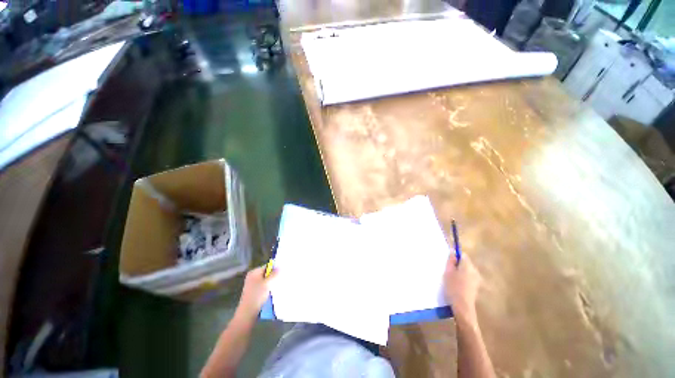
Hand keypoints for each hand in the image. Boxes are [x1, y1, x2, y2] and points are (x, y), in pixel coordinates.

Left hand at [236, 265, 277, 318]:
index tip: (283, 272)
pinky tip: (273, 292)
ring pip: (266, 281)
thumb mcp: (267, 283)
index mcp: (254, 272)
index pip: (267, 266)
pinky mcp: (254, 292)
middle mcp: (252, 277)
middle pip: (267, 273)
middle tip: (282, 279)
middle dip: (274, 276)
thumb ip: (274, 274)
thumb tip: (280, 267)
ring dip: (272, 283)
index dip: (275, 268)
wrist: (247, 313)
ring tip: (278, 286)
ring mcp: (252, 285)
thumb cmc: (257, 296)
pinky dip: (268, 288)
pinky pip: (263, 287)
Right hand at [444, 253, 481, 323]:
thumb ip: (451, 261)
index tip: (449, 262)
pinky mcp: (476, 286)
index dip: (455, 257)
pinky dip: (463, 278)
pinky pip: (469, 277)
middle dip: (458, 264)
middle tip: (449, 270)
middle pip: (466, 263)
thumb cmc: (453, 287)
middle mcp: (475, 271)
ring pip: (467, 270)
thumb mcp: (448, 272)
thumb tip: (453, 251)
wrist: (462, 306)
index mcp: (468, 266)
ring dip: (460, 272)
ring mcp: (477, 279)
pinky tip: (457, 285)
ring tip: (452, 278)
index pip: (463, 255)